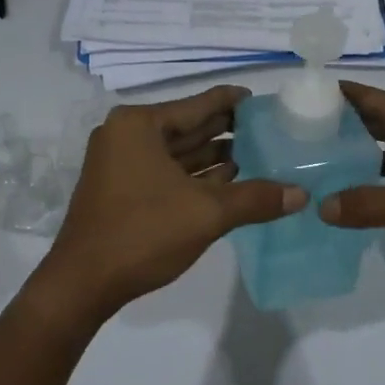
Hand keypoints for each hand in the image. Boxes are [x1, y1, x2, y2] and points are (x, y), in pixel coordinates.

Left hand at [38, 85, 305, 324]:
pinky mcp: (121, 190)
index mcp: (139, 125)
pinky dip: (194, 177)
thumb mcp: (206, 214)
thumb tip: (301, 194)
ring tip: (257, 156)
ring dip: (213, 157)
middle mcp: (126, 136)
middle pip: (187, 127)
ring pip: (177, 153)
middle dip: (226, 131)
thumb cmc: (143, 233)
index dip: (232, 102)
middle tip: (269, 130)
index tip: (262, 100)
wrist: (83, 284)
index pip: (197, 105)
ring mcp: (120, 164)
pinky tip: (228, 182)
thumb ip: (255, 199)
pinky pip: (166, 173)